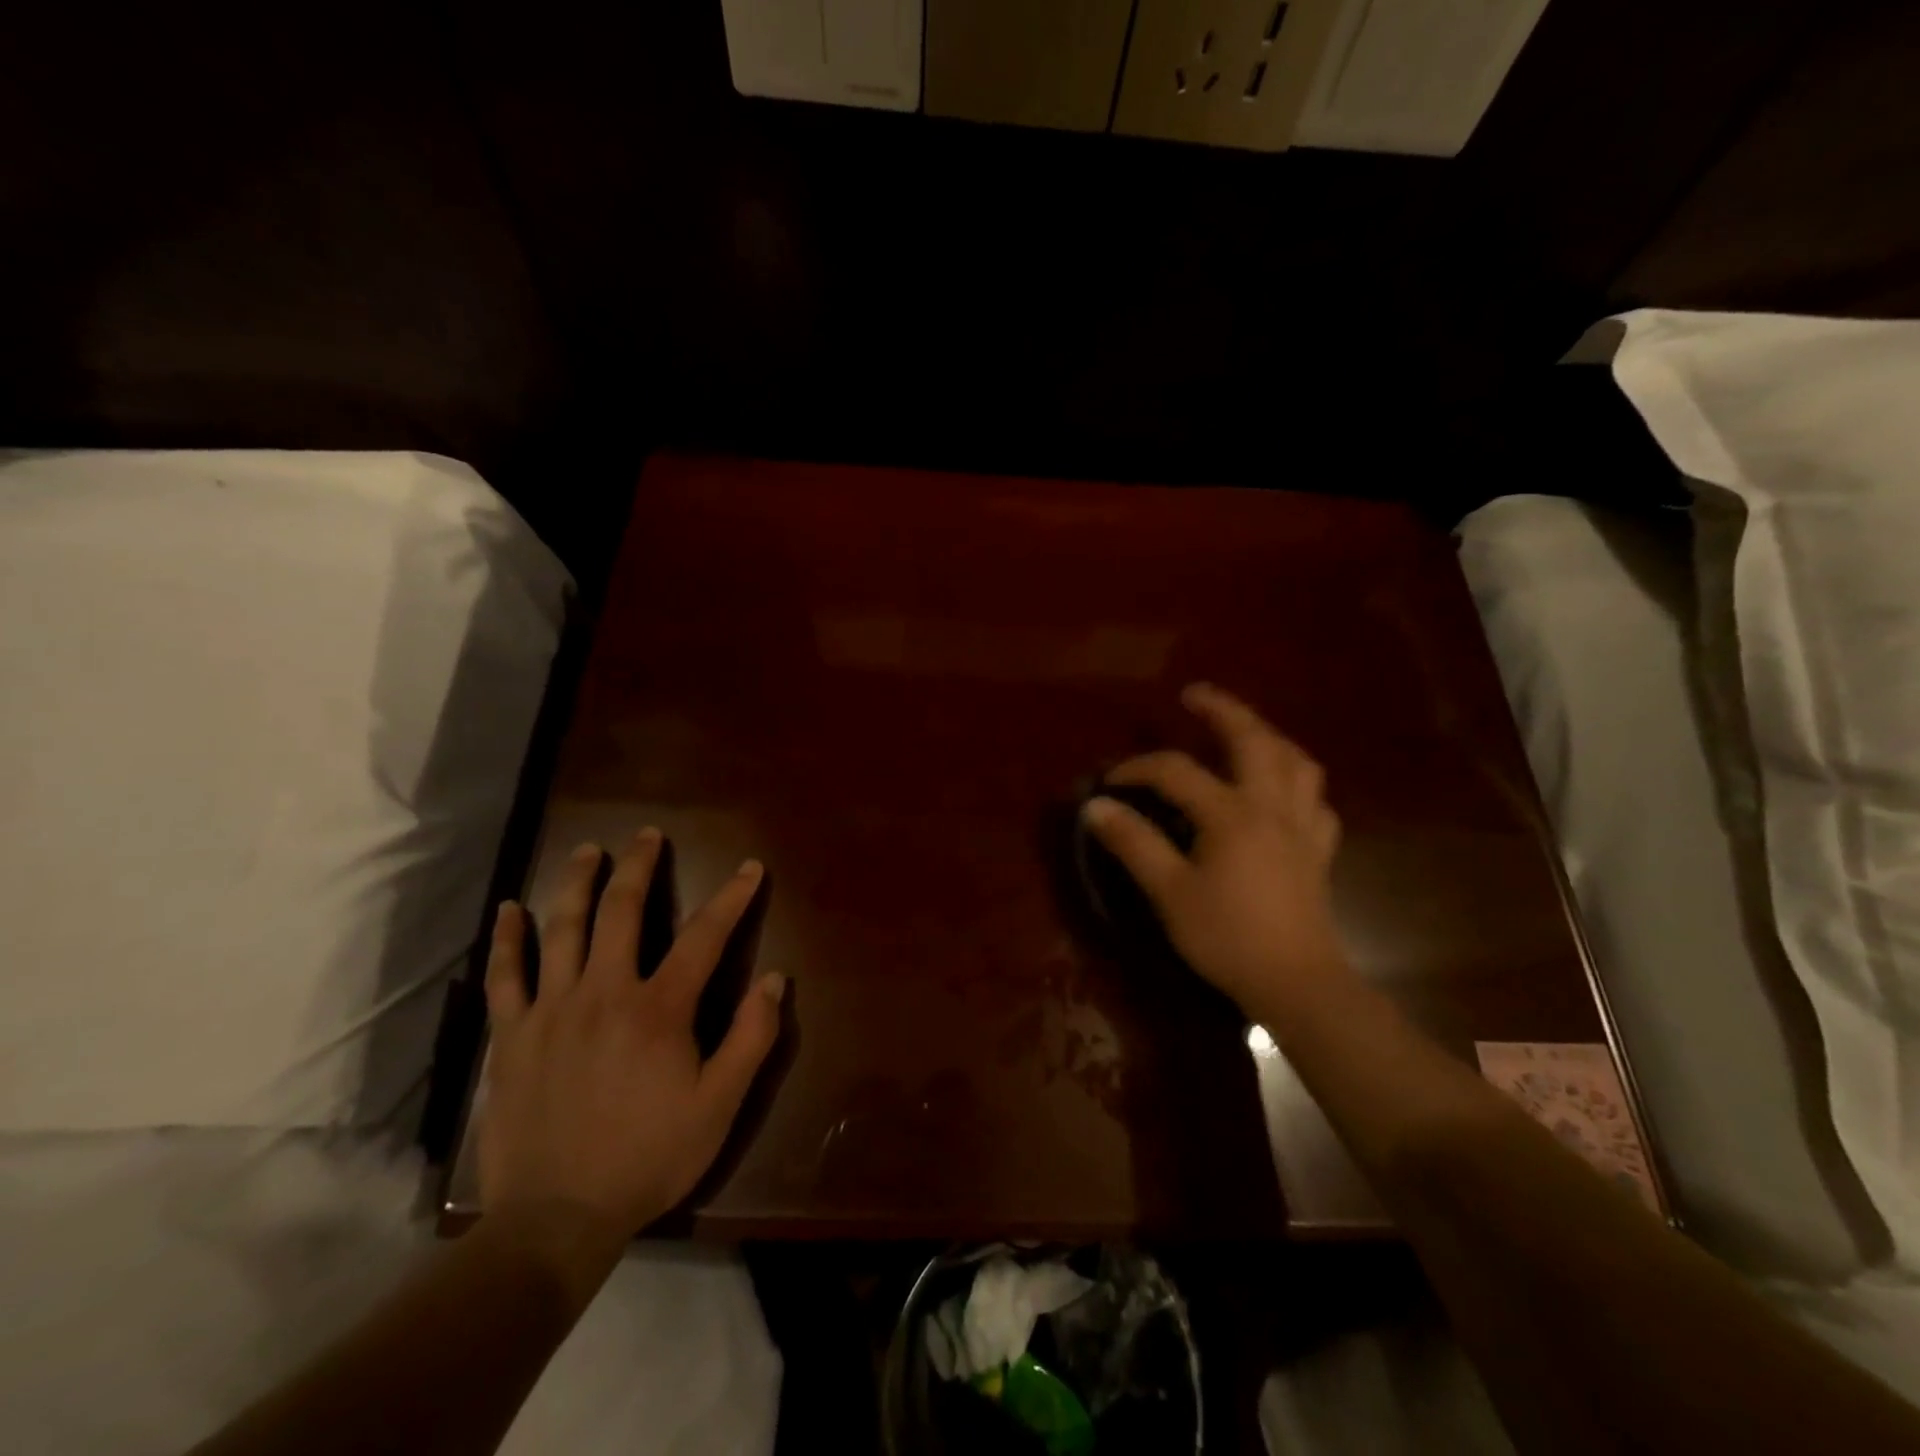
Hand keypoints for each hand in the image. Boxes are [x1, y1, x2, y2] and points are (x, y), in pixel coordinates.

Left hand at [479, 831, 783, 1285]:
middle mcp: (604, 992)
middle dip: (640, 866)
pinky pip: (505, 977)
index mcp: (659, 1008)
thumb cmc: (648, 1157)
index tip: (749, 869)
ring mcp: (552, 1010)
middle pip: (623, 911)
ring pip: (563, 929)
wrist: (556, 1220)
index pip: (705, 935)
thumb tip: (775, 979)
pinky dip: (508, 940)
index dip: (732, 897)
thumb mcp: (720, 1105)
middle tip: (648, 834)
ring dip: (578, 883)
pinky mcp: (511, 1036)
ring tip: (589, 850)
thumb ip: (751, 1037)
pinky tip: (509, 910)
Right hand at [1081, 683, 1346, 1017]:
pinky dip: (1297, 784)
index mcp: (1231, 813)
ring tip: (1245, 732)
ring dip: (1269, 736)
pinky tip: (1283, 793)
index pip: (1177, 771)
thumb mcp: (1169, 891)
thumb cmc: (1227, 936)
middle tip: (1195, 695)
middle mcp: (1271, 806)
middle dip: (1223, 710)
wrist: (1296, 982)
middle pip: (1252, 740)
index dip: (1138, 769)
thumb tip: (1096, 806)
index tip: (1110, 781)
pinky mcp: (1318, 851)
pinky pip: (1316, 801)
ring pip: (1296, 762)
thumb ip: (1133, 843)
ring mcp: (1302, 826)